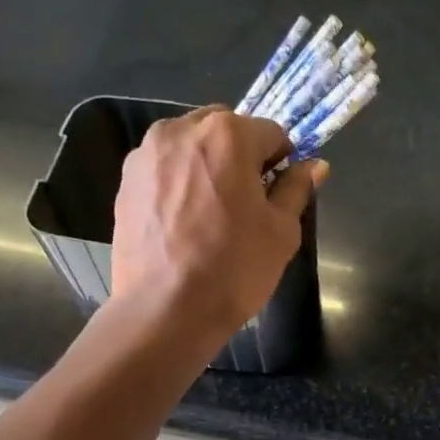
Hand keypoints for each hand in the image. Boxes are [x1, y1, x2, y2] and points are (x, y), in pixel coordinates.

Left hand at [110, 106, 327, 340]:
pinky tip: (183, 223)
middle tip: (245, 203)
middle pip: (225, 130)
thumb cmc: (234, 269)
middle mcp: (182, 129)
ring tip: (211, 214)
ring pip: (190, 146)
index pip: (271, 133)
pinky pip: (164, 169)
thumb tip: (313, 165)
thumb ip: (296, 189)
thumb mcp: (281, 232)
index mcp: (228, 134)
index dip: (282, 163)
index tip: (278, 195)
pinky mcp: (125, 180)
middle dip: (241, 156)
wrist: (165, 310)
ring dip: (207, 166)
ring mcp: (146, 153)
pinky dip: (179, 183)